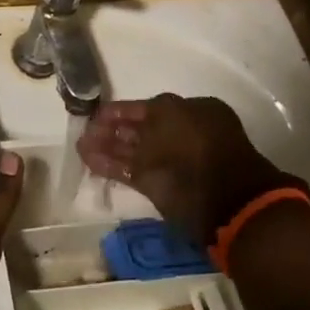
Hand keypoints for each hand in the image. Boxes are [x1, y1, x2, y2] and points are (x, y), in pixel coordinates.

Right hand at [77, 95, 307, 245]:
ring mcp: (170, 163)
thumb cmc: (199, 147)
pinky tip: (90, 161)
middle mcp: (180, 135)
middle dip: (110, 130)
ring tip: (81, 148)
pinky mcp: (160, 188)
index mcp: (190, 112)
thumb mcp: (168, 115)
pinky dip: (111, 166)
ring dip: (106, 148)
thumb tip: (125, 120)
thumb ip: (143, 116)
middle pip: (139, 129)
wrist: (228, 202)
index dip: (120, 111)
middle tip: (84, 131)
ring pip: (132, 151)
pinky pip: (131, 171)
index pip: (147, 107)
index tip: (95, 114)